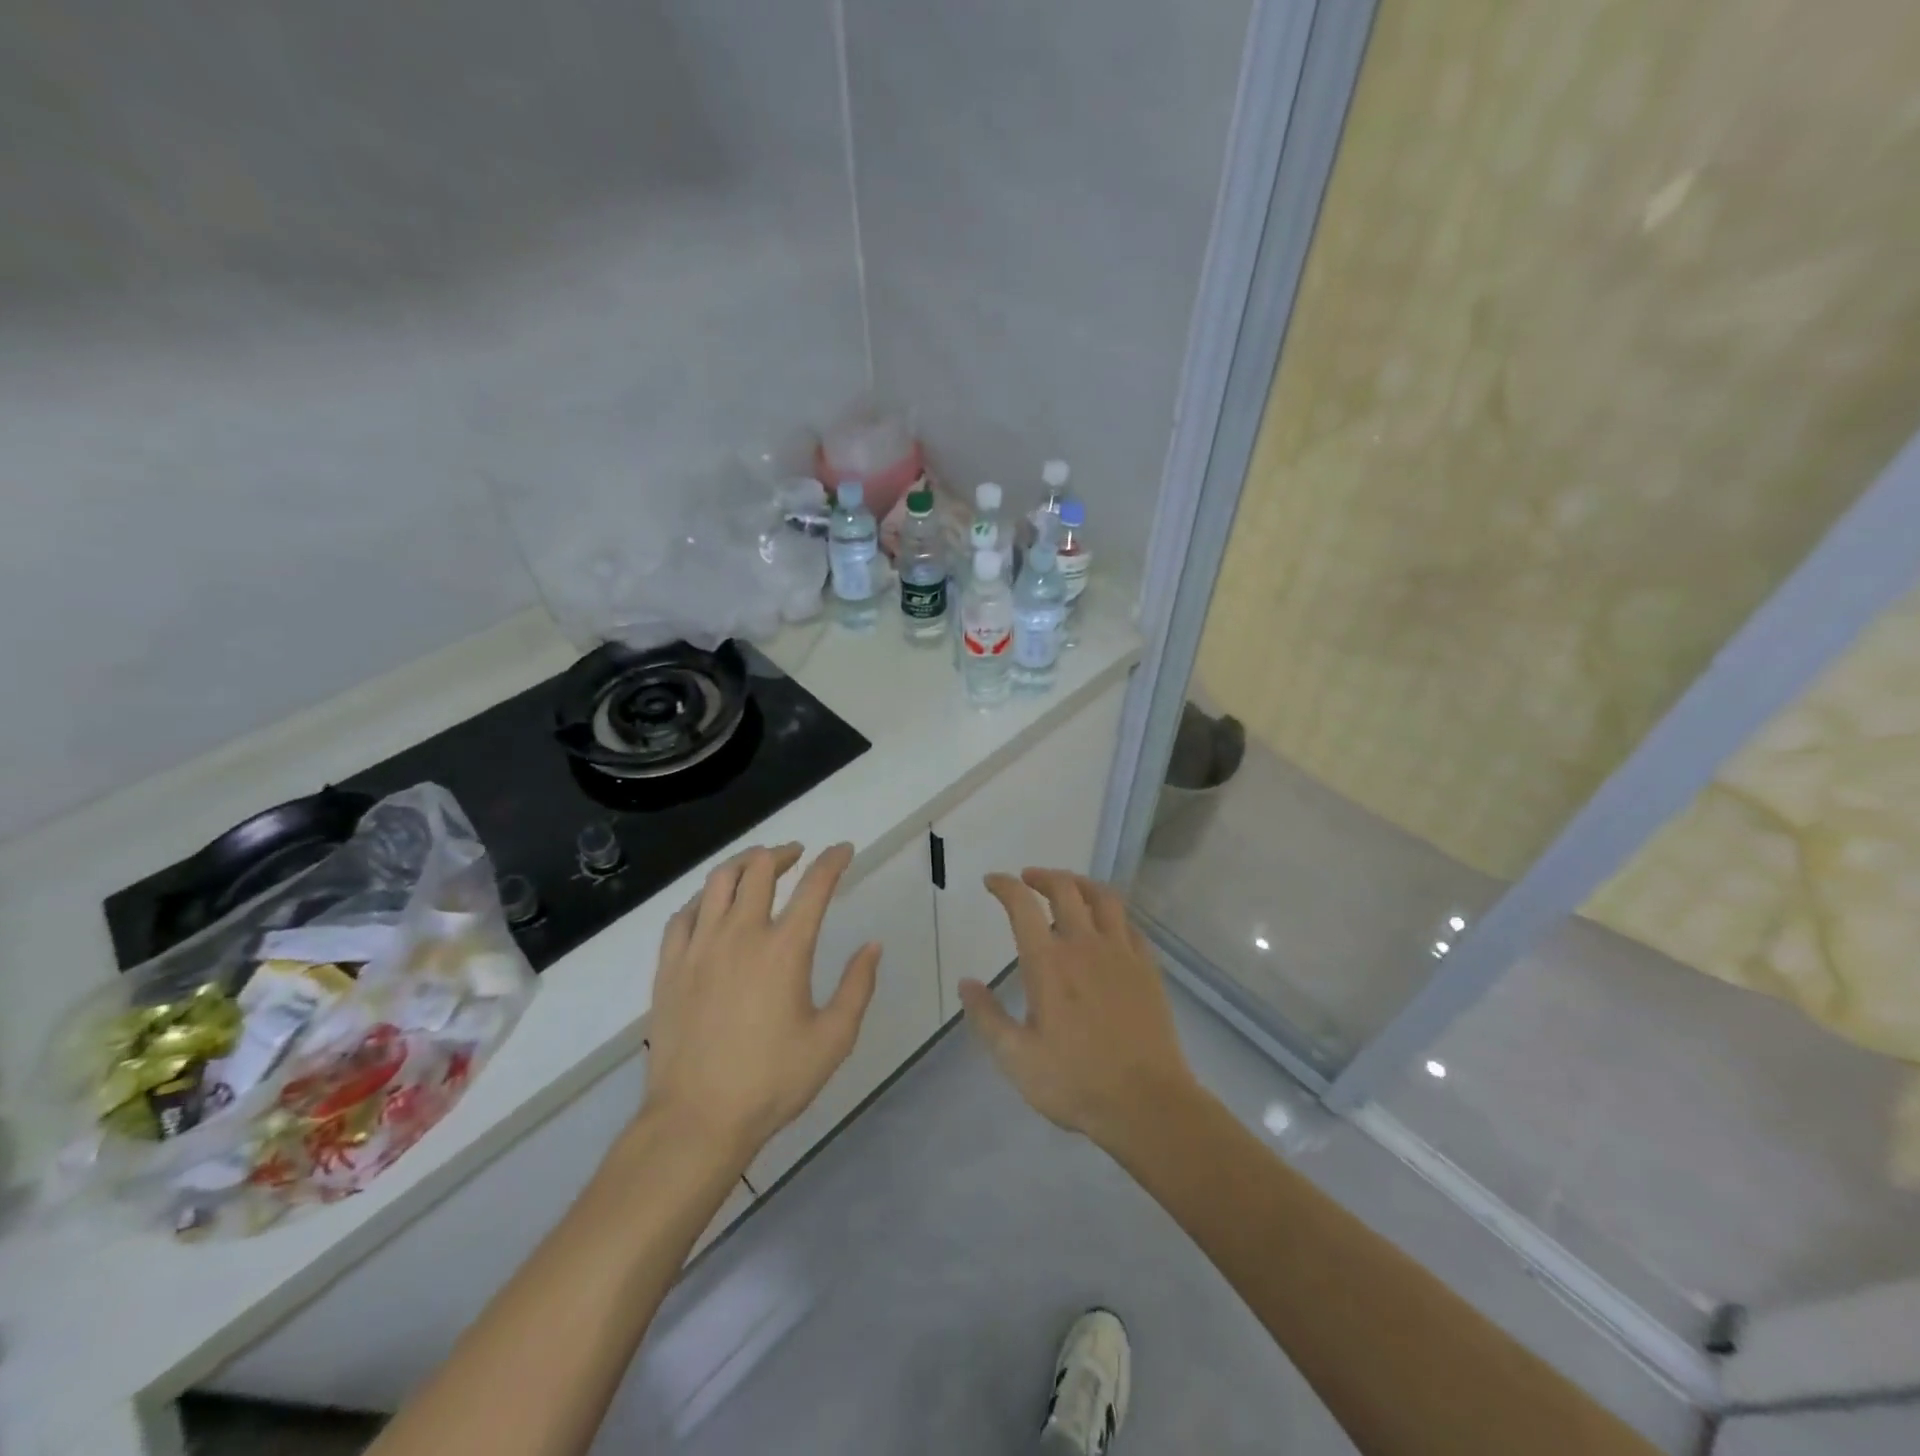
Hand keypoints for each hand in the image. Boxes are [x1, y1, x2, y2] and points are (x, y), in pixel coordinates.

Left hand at [644, 843, 878, 1160]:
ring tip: (756, 868)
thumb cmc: (772, 1081)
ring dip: (742, 865)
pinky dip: (703, 899)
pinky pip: (683, 914)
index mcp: (785, 948)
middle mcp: (740, 934)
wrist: (696, 1119)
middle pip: (759, 869)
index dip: (833, 860)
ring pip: (717, 881)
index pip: (814, 885)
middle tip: (796, 856)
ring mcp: (699, 947)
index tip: (843, 850)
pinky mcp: (670, 967)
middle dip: (783, 853)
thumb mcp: (833, 1039)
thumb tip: (872, 946)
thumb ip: (858, 987)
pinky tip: (710, 906)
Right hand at [959, 868, 1197, 1150]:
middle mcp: (1084, 945)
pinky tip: (1108, 925)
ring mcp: (1121, 953)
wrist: (1147, 1102)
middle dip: (1042, 876)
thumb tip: (966, 982)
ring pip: (1103, 897)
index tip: (992, 882)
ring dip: (1080, 883)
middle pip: (1065, 889)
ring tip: (1068, 888)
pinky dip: (1113, 914)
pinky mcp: (1147, 968)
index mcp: (1048, 963)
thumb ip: (987, 1016)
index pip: (1022, 906)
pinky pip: (1130, 925)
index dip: (1005, 886)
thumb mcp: (1015, 1058)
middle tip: (1028, 879)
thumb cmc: (1075, 1081)